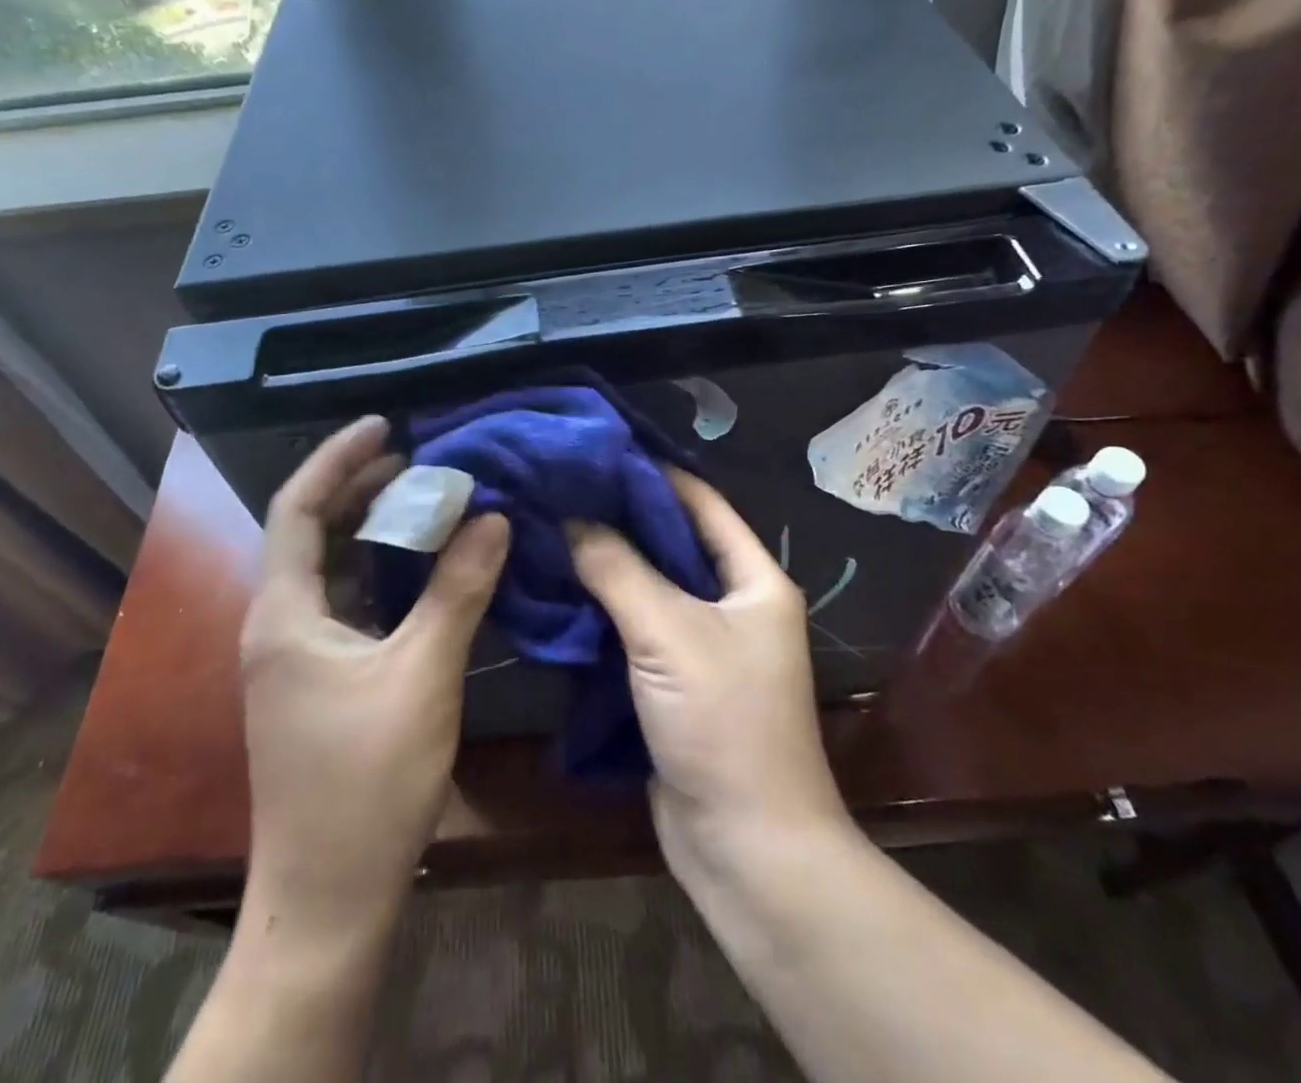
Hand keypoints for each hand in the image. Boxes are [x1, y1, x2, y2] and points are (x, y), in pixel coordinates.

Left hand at [241, 415, 510, 922]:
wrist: (327, 897)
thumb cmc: (367, 782)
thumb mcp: (422, 675)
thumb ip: (457, 591)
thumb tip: (492, 517)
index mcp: (284, 614)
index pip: (297, 507)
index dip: (337, 458)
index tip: (384, 424)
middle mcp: (276, 625)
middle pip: (309, 531)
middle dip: (358, 487)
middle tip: (415, 457)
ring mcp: (293, 657)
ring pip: (328, 569)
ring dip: (370, 530)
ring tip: (423, 499)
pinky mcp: (314, 681)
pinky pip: (343, 603)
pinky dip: (378, 573)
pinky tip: (419, 569)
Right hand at [568, 470, 849, 876]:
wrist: (747, 849)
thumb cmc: (724, 725)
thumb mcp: (669, 632)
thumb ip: (617, 568)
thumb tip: (568, 517)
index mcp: (754, 579)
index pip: (700, 502)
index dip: (651, 473)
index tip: (594, 450)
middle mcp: (732, 604)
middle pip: (669, 543)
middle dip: (616, 517)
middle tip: (556, 489)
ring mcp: (702, 645)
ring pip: (647, 586)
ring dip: (603, 564)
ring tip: (546, 528)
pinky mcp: (673, 682)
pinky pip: (634, 628)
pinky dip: (600, 609)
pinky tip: (556, 588)